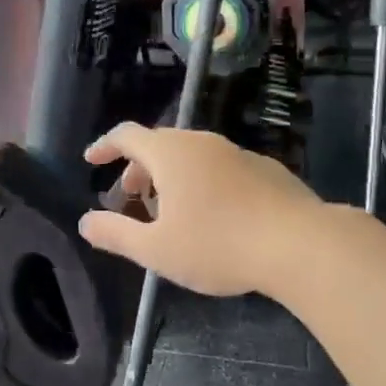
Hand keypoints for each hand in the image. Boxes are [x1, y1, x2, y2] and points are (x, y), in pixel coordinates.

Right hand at [78, 124, 321, 296]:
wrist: (300, 244)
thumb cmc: (218, 245)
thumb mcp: (157, 250)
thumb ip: (116, 234)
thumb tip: (85, 222)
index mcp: (170, 154)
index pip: (127, 135)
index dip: (105, 147)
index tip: (91, 161)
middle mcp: (202, 143)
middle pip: (159, 145)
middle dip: (137, 169)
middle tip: (129, 198)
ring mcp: (237, 152)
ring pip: (192, 156)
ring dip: (170, 177)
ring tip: (169, 211)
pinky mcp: (264, 168)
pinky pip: (219, 167)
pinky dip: (202, 181)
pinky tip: (213, 215)